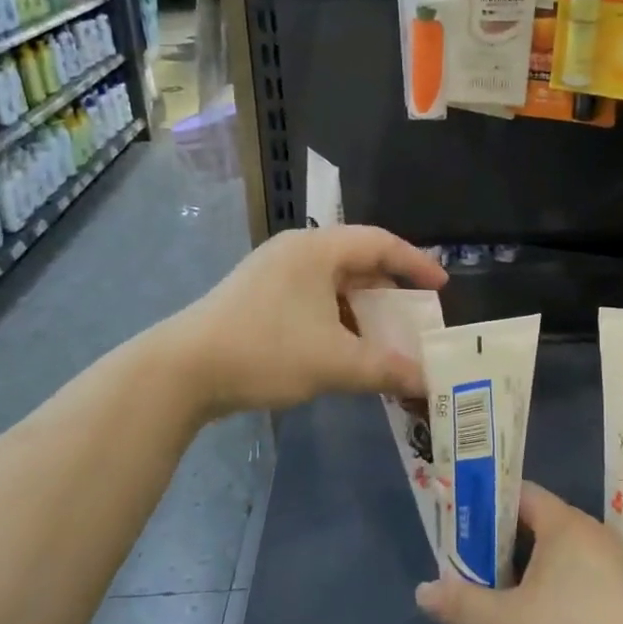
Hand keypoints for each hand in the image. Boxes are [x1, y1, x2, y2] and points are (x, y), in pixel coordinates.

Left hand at [171, 225, 445, 417]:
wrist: (181, 370)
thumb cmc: (265, 351)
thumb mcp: (333, 362)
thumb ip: (385, 368)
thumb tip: (426, 380)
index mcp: (317, 250)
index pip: (380, 243)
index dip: (415, 263)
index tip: (441, 287)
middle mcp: (296, 251)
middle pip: (357, 261)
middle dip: (389, 290)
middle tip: (414, 316)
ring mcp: (272, 273)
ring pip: (332, 283)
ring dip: (362, 309)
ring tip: (383, 337)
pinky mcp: (257, 297)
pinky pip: (312, 298)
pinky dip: (336, 318)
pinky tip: (343, 347)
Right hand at [414, 483, 622, 623]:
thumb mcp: (507, 623)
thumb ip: (464, 603)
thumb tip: (421, 591)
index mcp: (565, 524)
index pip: (520, 494)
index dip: (486, 503)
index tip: (457, 518)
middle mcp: (590, 537)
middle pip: (536, 527)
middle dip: (498, 544)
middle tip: (463, 561)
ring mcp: (610, 571)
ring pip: (555, 561)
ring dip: (523, 575)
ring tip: (487, 593)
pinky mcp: (620, 606)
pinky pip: (574, 586)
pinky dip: (548, 596)